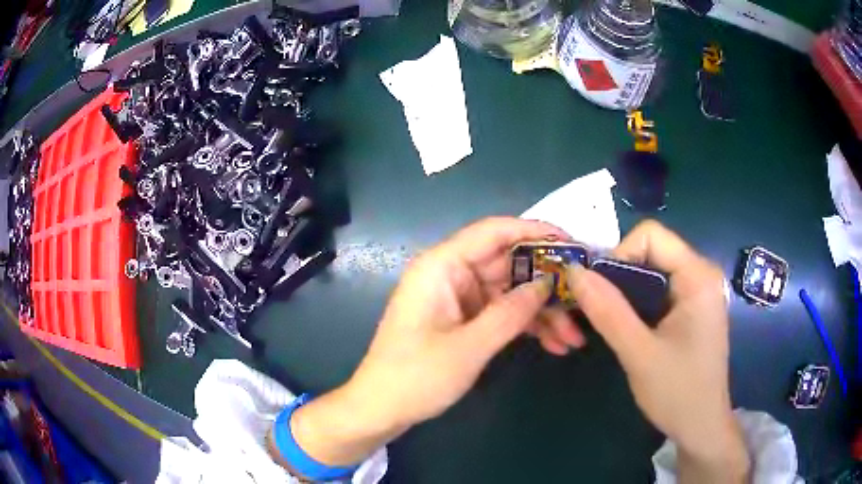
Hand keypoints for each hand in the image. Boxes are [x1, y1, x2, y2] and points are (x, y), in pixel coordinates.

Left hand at [350, 217, 575, 425]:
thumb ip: (511, 312)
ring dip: (541, 313)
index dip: (535, 231)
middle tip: (583, 299)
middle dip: (546, 285)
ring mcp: (458, 298)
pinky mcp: (463, 319)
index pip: (494, 232)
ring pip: (510, 292)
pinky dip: (525, 327)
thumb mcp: (470, 347)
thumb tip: (547, 283)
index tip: (571, 243)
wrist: (381, 409)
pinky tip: (553, 344)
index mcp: (442, 266)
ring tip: (573, 336)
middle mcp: (451, 274)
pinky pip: (501, 313)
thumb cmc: (416, 377)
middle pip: (508, 265)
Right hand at [567, 220, 749, 482]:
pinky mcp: (693, 307)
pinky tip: (629, 328)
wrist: (701, 426)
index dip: (619, 255)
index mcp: (698, 276)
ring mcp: (698, 290)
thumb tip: (573, 271)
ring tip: (610, 322)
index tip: (600, 292)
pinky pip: (659, 289)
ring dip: (626, 291)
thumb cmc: (678, 392)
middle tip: (598, 310)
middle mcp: (701, 274)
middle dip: (619, 275)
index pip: (651, 235)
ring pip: (652, 270)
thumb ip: (607, 311)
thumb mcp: (639, 354)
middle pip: (651, 250)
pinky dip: (638, 302)